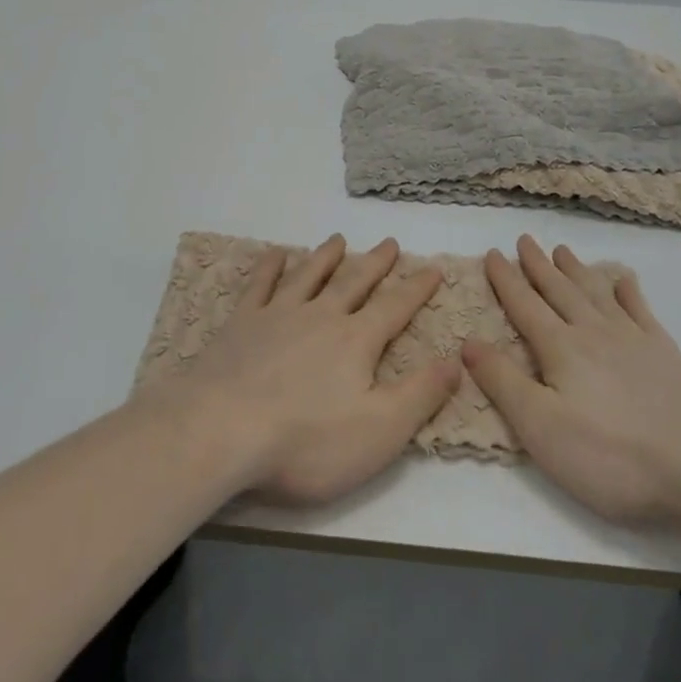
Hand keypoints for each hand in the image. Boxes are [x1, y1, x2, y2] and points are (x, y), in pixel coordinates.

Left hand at [162, 236, 460, 506]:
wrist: (223, 429)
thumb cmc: (307, 441)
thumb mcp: (380, 430)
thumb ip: (420, 394)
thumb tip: (456, 360)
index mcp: (356, 341)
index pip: (395, 308)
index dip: (416, 289)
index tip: (433, 269)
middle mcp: (320, 316)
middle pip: (354, 282)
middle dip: (375, 263)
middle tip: (389, 242)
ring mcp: (278, 314)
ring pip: (309, 275)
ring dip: (325, 257)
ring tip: (338, 240)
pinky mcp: (241, 323)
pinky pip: (260, 285)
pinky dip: (270, 267)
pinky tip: (276, 254)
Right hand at [463, 235, 680, 524]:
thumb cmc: (613, 454)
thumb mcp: (541, 426)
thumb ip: (503, 381)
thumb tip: (468, 341)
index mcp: (560, 348)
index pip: (524, 305)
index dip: (506, 279)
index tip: (493, 252)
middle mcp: (594, 333)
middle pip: (559, 291)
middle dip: (538, 265)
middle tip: (525, 239)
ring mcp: (634, 341)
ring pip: (596, 294)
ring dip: (576, 271)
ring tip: (563, 250)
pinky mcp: (668, 356)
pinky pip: (642, 312)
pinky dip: (630, 293)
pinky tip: (625, 281)